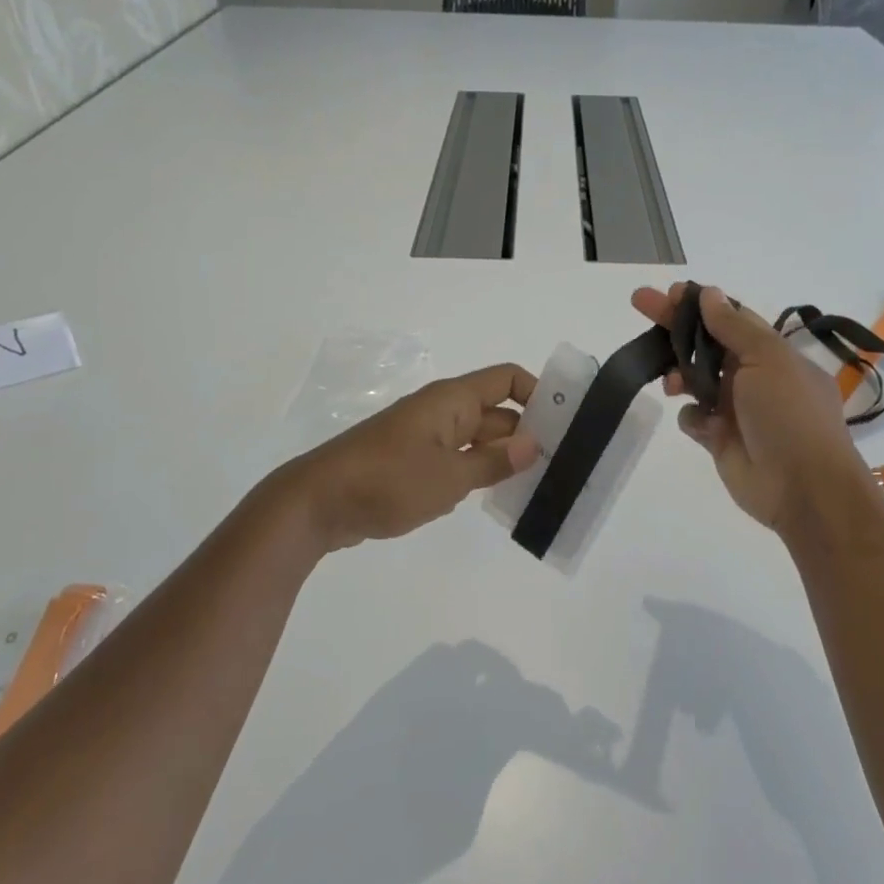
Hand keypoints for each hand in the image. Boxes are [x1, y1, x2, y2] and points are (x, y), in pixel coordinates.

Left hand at [282, 364, 539, 550]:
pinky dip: (478, 475)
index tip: (566, 423)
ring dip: (504, 459)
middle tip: (564, 465)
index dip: (538, 393)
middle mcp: (442, 412)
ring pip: (478, 442)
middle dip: (528, 435)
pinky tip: (498, 499)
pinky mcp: (413, 465)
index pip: (507, 380)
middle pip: (497, 413)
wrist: (318, 503)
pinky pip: (457, 461)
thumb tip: (533, 445)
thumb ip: (494, 463)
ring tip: (540, 485)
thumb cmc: (387, 481)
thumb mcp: (449, 477)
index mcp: (452, 400)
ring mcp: (426, 439)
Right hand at [633, 284, 861, 531]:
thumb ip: (734, 327)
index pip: (729, 318)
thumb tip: (710, 294)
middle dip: (673, 326)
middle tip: (639, 303)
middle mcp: (752, 377)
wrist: (802, 487)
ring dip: (678, 374)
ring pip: (693, 380)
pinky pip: (693, 418)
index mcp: (771, 353)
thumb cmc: (789, 414)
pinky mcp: (719, 438)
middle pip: (704, 344)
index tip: (668, 292)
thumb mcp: (768, 359)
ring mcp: (735, 409)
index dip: (698, 304)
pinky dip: (693, 418)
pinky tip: (703, 425)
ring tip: (670, 384)